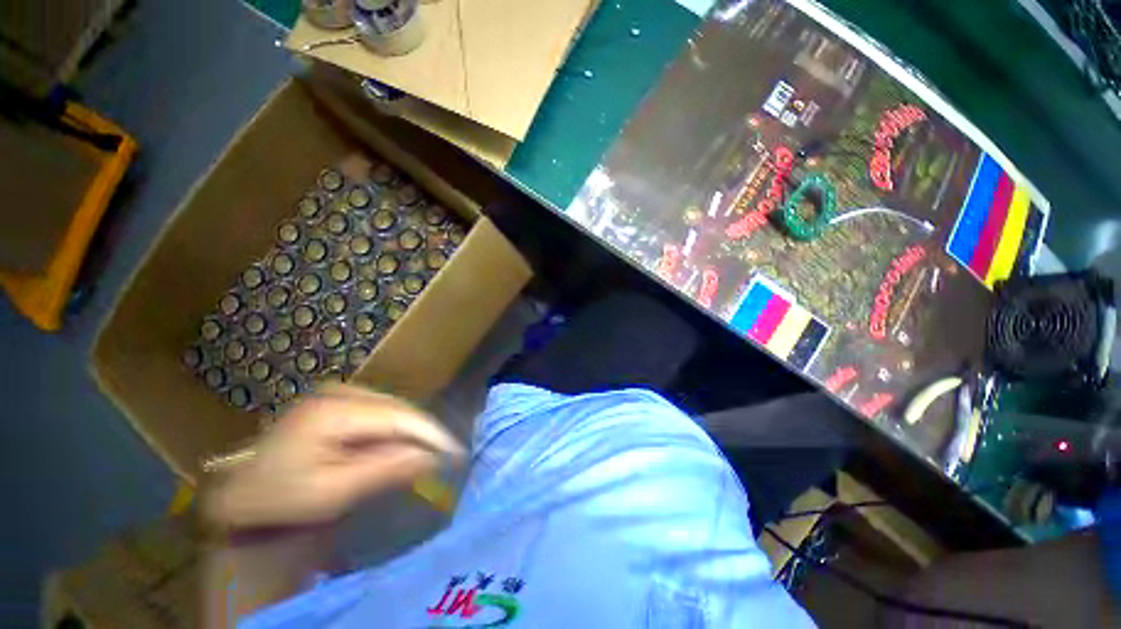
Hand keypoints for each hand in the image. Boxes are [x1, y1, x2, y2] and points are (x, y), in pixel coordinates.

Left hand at [204, 385, 463, 529]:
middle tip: (445, 456)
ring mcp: (339, 392)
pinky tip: (401, 445)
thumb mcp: (334, 492)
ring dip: (412, 431)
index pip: (399, 416)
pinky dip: (397, 428)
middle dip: (425, 432)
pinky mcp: (339, 399)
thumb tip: (432, 456)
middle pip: (400, 408)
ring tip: (427, 453)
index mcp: (334, 412)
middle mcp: (340, 391)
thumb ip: (385, 469)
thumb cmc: (281, 499)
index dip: (432, 433)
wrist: (240, 492)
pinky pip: (382, 410)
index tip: (457, 451)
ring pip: (394, 408)